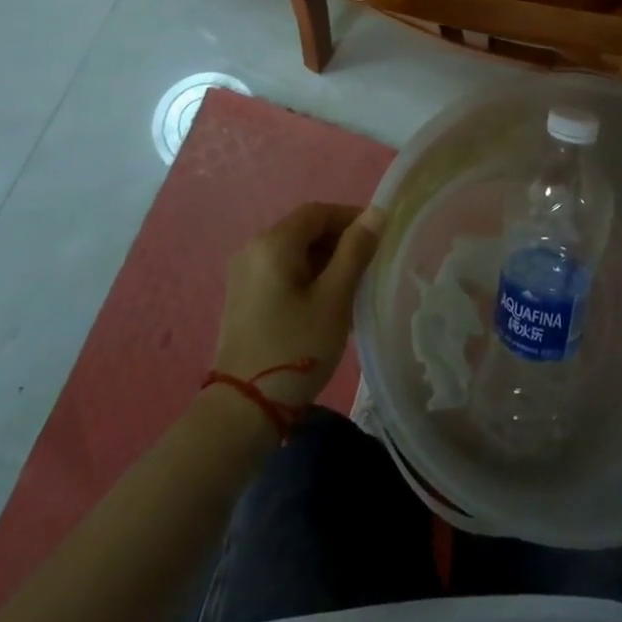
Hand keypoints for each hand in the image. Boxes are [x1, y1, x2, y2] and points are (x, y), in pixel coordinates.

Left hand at [212, 203, 384, 409]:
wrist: (244, 409)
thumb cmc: (296, 347)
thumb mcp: (335, 297)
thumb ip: (355, 250)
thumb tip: (376, 213)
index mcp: (273, 243)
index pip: (318, 212)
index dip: (351, 218)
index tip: (378, 240)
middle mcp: (253, 249)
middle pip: (304, 229)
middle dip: (339, 241)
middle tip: (367, 268)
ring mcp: (244, 274)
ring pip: (294, 252)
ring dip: (324, 261)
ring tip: (350, 289)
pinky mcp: (243, 297)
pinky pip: (281, 271)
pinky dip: (306, 276)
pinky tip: (324, 304)